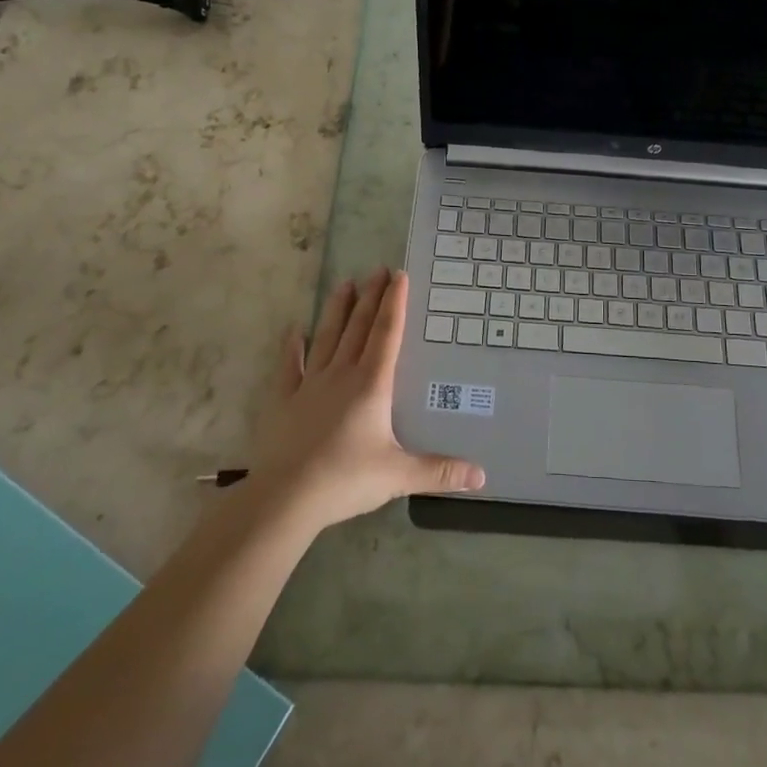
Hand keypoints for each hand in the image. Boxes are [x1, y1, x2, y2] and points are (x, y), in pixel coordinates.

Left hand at [246, 267, 483, 532]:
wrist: (286, 497)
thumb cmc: (346, 479)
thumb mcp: (399, 476)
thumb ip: (440, 471)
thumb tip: (482, 477)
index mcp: (372, 385)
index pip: (387, 334)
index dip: (394, 303)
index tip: (398, 275)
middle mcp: (342, 375)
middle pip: (359, 327)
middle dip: (371, 297)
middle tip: (378, 269)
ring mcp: (310, 385)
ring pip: (327, 338)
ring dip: (337, 310)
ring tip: (345, 284)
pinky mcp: (285, 401)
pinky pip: (291, 367)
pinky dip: (293, 347)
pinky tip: (294, 331)